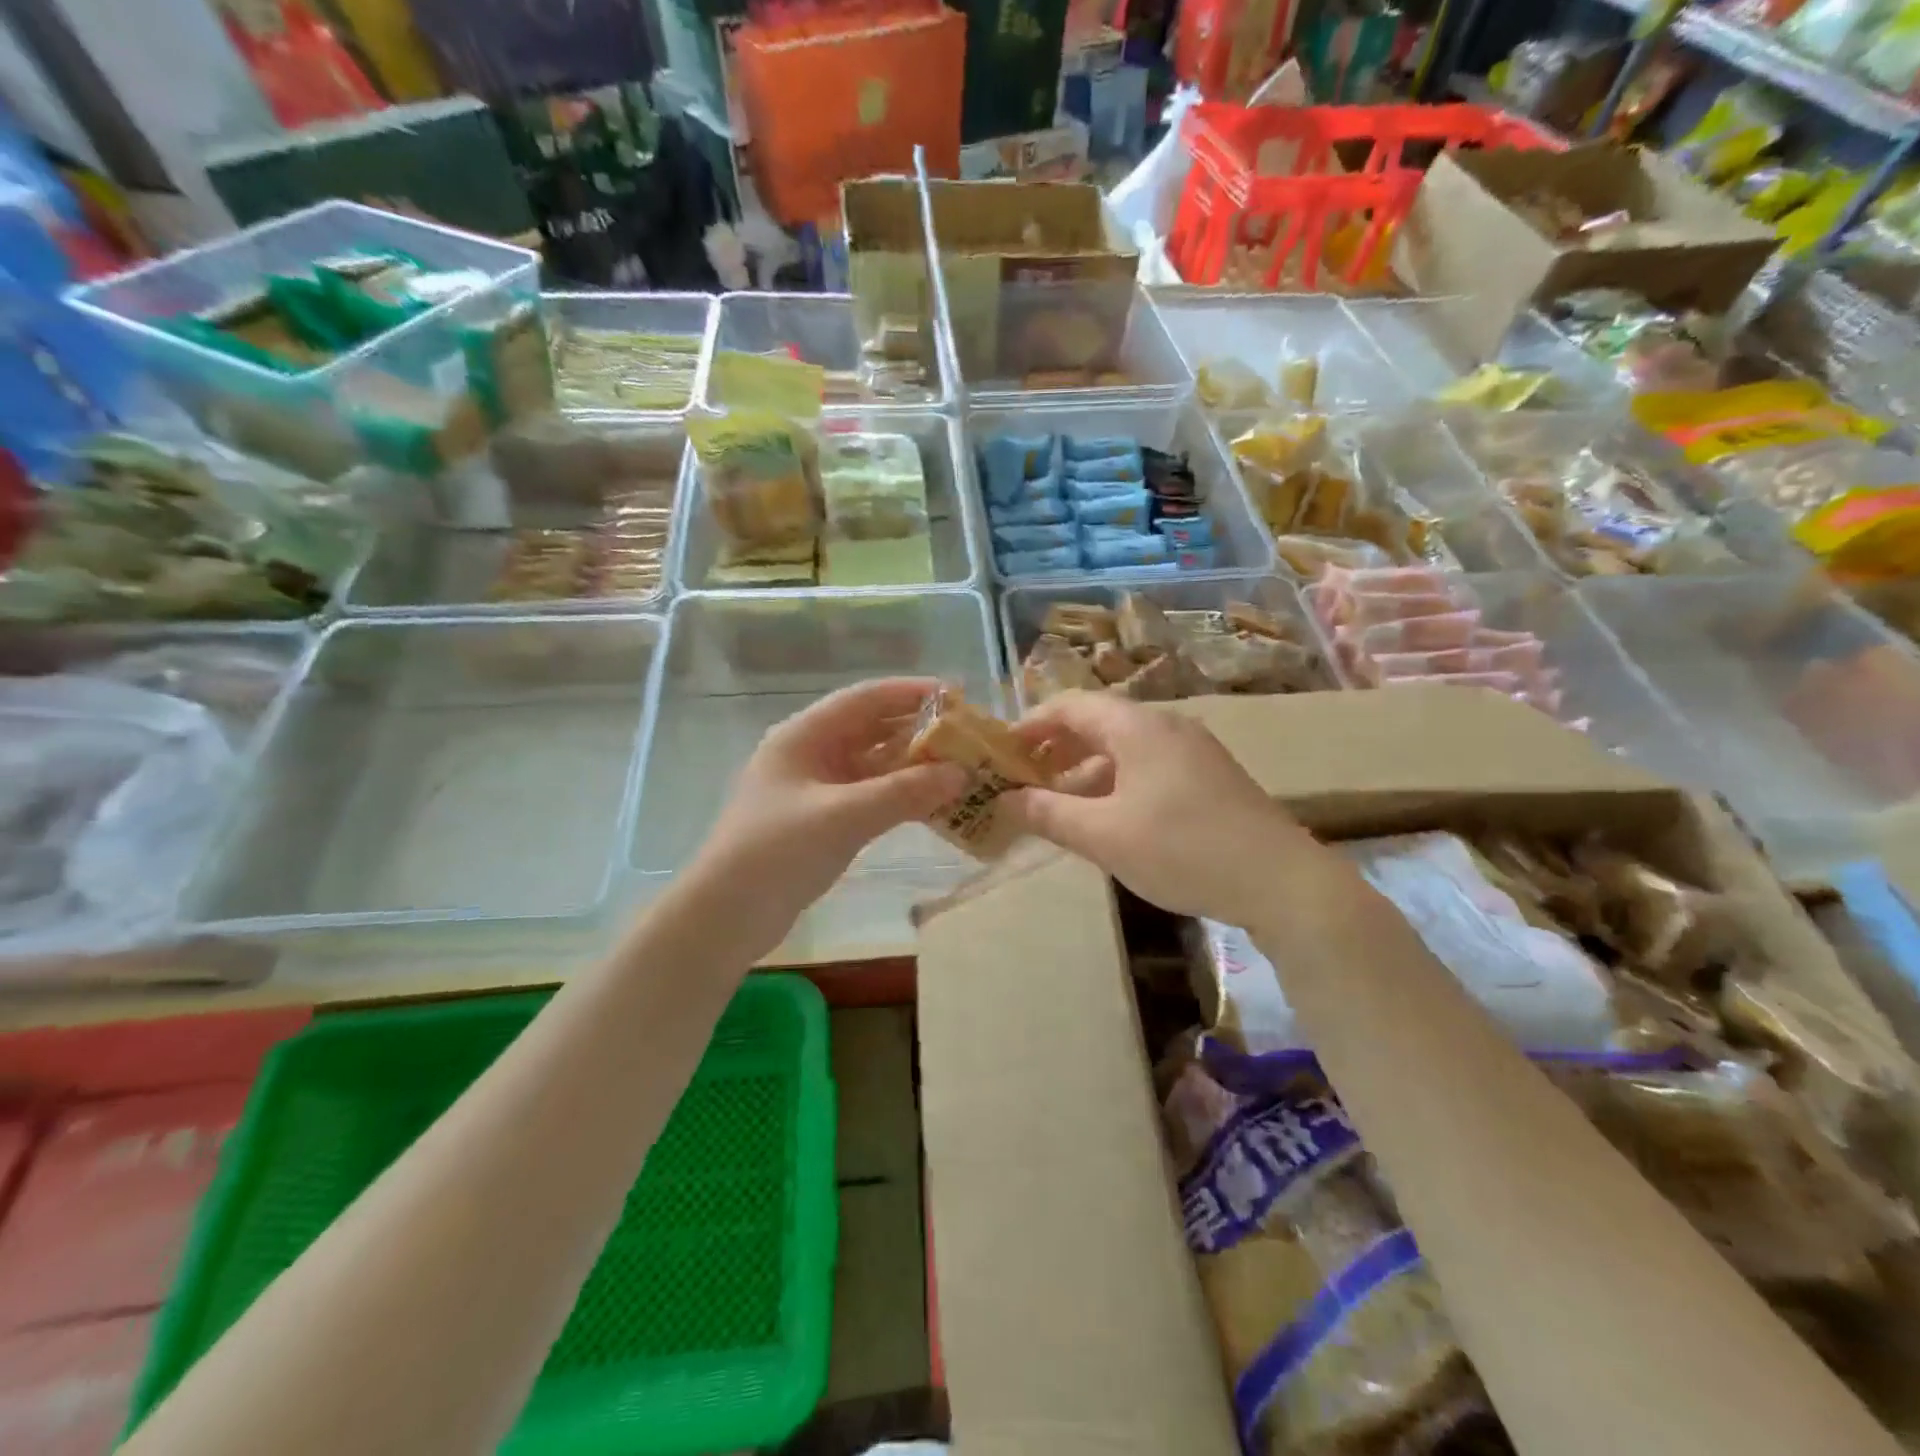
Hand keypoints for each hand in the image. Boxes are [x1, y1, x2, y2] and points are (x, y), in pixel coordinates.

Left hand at [695, 678, 968, 929]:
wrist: (726, 916)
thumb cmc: (776, 852)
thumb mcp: (842, 817)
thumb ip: (903, 793)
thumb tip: (961, 774)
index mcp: (804, 736)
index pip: (864, 699)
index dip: (910, 693)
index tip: (956, 696)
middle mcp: (810, 754)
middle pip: (872, 730)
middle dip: (918, 731)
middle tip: (967, 737)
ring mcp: (816, 789)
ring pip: (874, 766)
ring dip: (913, 767)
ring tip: (961, 769)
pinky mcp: (823, 821)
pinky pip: (870, 796)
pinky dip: (900, 797)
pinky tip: (934, 805)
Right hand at [1004, 691, 1339, 925]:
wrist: (1281, 881)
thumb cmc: (1183, 850)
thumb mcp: (1104, 836)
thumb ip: (1049, 814)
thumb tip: (1006, 799)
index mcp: (1138, 727)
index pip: (1071, 705)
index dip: (1031, 723)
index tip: (1001, 751)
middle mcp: (1166, 725)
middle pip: (1097, 722)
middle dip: (1056, 747)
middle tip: (1023, 778)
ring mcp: (1193, 750)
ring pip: (1124, 746)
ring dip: (1085, 768)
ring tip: (1058, 802)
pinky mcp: (1210, 776)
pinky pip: (1148, 765)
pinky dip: (1116, 781)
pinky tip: (1108, 817)